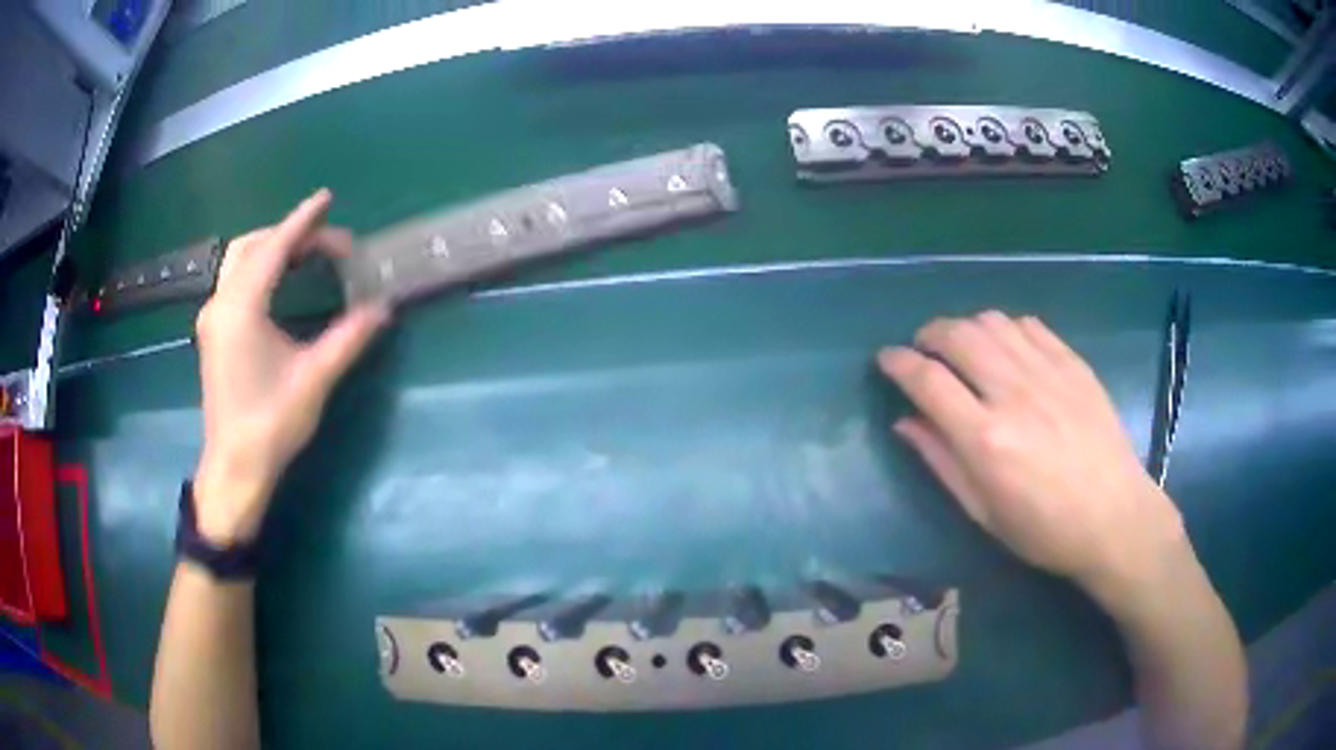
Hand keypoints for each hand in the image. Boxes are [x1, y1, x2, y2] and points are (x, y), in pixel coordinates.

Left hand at [193, 190, 389, 543]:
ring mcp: (213, 318)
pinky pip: (236, 281)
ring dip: (272, 249)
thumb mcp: (314, 380)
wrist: (234, 467)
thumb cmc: (271, 424)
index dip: (302, 221)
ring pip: (239, 262)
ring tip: (307, 253)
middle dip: (288, 234)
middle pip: (251, 247)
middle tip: (326, 240)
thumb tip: (383, 307)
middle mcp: (221, 304)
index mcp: (241, 309)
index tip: (326, 199)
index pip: (273, 249)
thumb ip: (348, 338)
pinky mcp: (214, 332)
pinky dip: (260, 267)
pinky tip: (280, 279)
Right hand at [877, 311, 1189, 607]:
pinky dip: (1006, 328)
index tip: (886, 359)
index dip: (897, 362)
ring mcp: (1047, 372)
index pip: (927, 380)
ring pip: (991, 321)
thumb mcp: (983, 512)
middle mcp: (1013, 393)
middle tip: (923, 350)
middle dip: (928, 335)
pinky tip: (1006, 348)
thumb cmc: (1044, 530)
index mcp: (986, 438)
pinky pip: (1029, 325)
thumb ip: (941, 461)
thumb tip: (905, 421)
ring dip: (966, 326)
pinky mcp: (1073, 364)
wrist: (1115, 517)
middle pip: (957, 335)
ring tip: (963, 347)